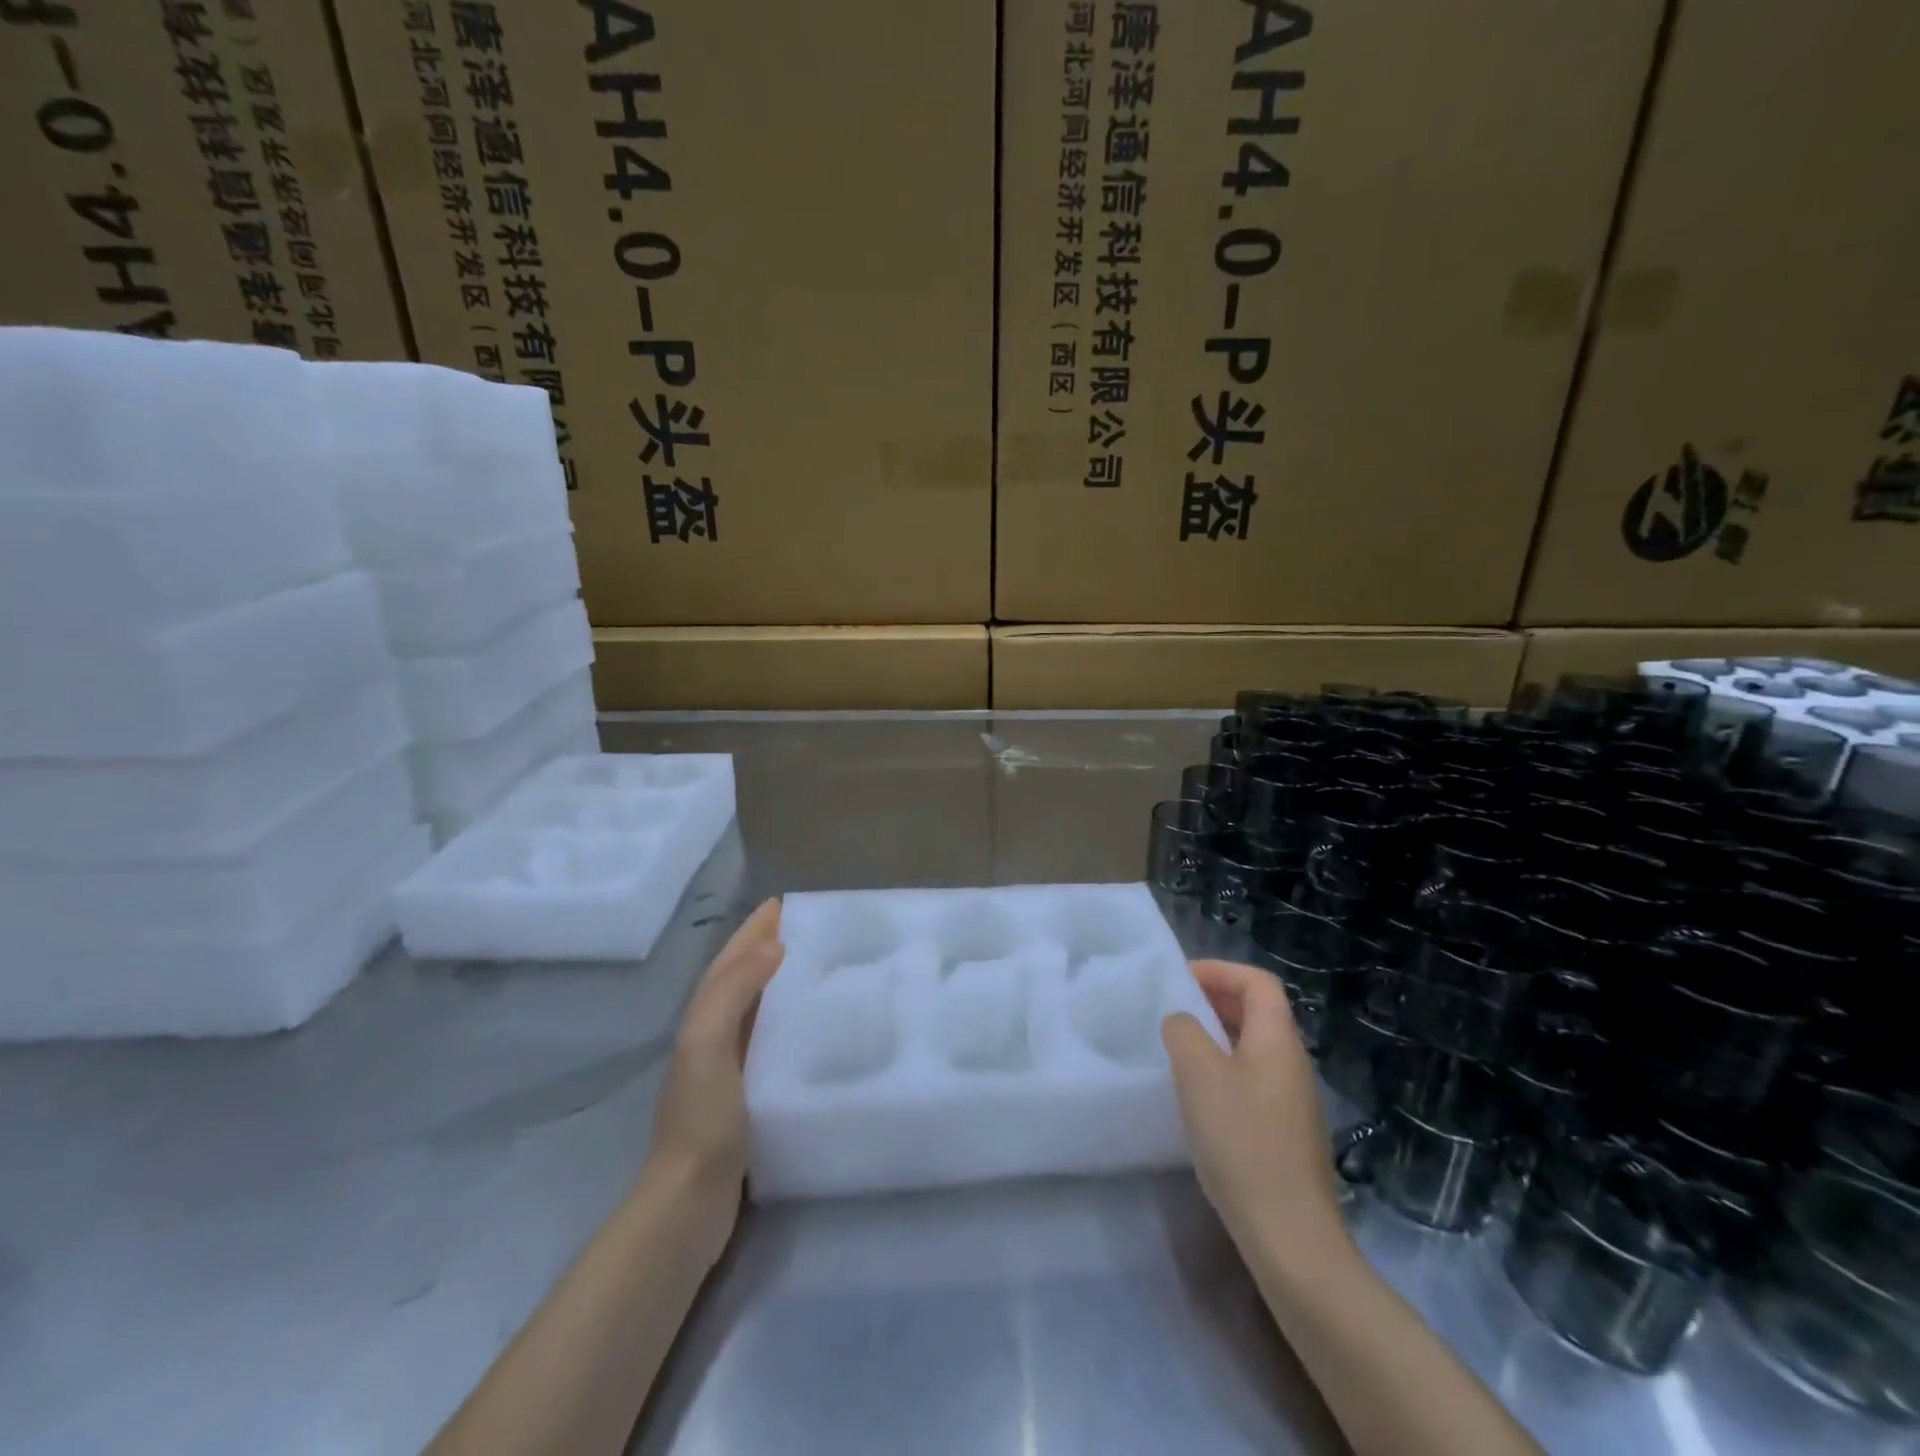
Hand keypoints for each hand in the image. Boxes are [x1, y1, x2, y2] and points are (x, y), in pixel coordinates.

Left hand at [645, 898, 783, 1261]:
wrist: (690, 1202)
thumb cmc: (701, 1118)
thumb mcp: (707, 1045)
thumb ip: (733, 992)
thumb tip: (772, 947)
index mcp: (703, 1021)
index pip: (730, 963)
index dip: (752, 932)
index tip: (782, 905)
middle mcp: (713, 1037)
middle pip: (742, 979)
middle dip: (766, 949)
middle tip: (807, 929)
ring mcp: (730, 1068)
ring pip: (758, 1009)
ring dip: (779, 982)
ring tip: (817, 967)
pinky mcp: (750, 1094)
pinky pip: (771, 1041)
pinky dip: (788, 1022)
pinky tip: (815, 1027)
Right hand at [1161, 959, 1348, 1256]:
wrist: (1289, 1235)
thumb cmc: (1241, 1140)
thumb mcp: (1198, 1073)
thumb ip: (1183, 1031)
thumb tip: (1182, 1023)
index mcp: (1278, 1039)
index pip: (1257, 982)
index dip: (1219, 971)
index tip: (1179, 980)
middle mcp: (1292, 1063)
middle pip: (1258, 1012)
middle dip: (1215, 1000)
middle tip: (1172, 1010)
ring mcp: (1294, 1101)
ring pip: (1253, 1048)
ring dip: (1216, 1037)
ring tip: (1178, 1050)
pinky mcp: (1286, 1134)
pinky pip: (1253, 1081)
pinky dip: (1224, 1072)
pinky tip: (1198, 1099)